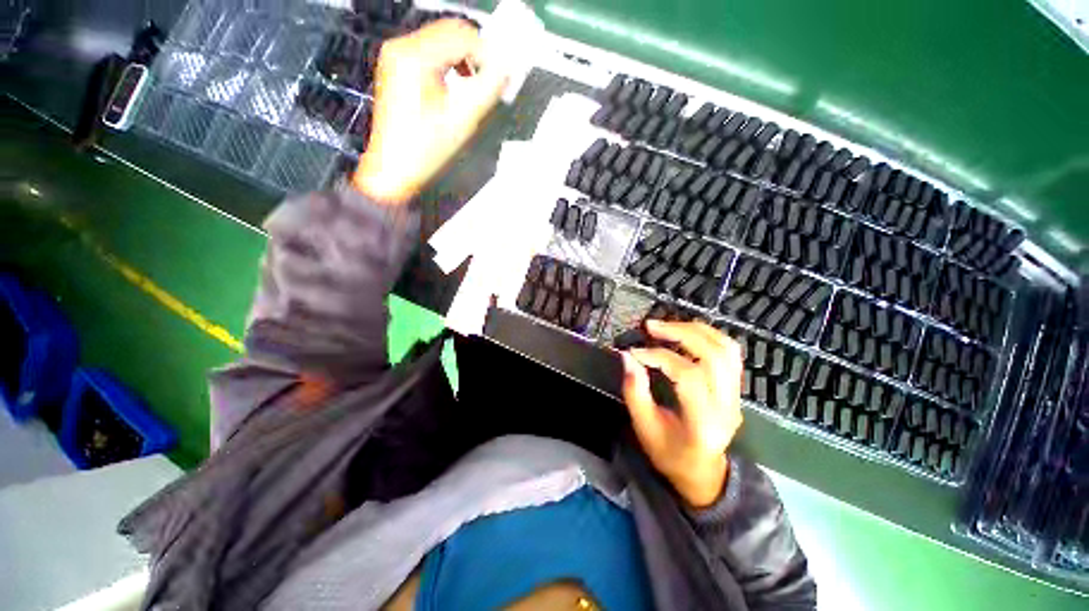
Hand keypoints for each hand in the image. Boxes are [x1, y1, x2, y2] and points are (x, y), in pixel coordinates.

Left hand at [353, 19, 507, 203]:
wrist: (393, 169)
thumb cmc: (426, 149)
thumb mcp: (461, 121)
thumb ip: (487, 90)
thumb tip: (507, 69)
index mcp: (415, 57)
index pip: (461, 36)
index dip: (488, 53)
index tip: (504, 75)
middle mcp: (403, 47)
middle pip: (450, 31)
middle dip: (477, 52)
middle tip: (494, 77)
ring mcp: (397, 55)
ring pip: (441, 39)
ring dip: (465, 56)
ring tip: (478, 82)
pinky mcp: (398, 66)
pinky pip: (431, 51)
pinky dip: (450, 61)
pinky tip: (459, 82)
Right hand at [621, 320, 743, 507]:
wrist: (703, 471)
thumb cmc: (669, 454)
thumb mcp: (645, 428)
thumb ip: (635, 391)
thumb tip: (627, 356)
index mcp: (704, 423)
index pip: (689, 377)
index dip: (660, 357)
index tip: (635, 352)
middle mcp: (727, 406)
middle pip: (714, 355)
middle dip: (680, 333)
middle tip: (651, 326)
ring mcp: (736, 396)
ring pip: (726, 349)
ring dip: (695, 330)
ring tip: (667, 325)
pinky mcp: (736, 388)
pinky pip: (729, 352)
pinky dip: (707, 335)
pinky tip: (685, 332)